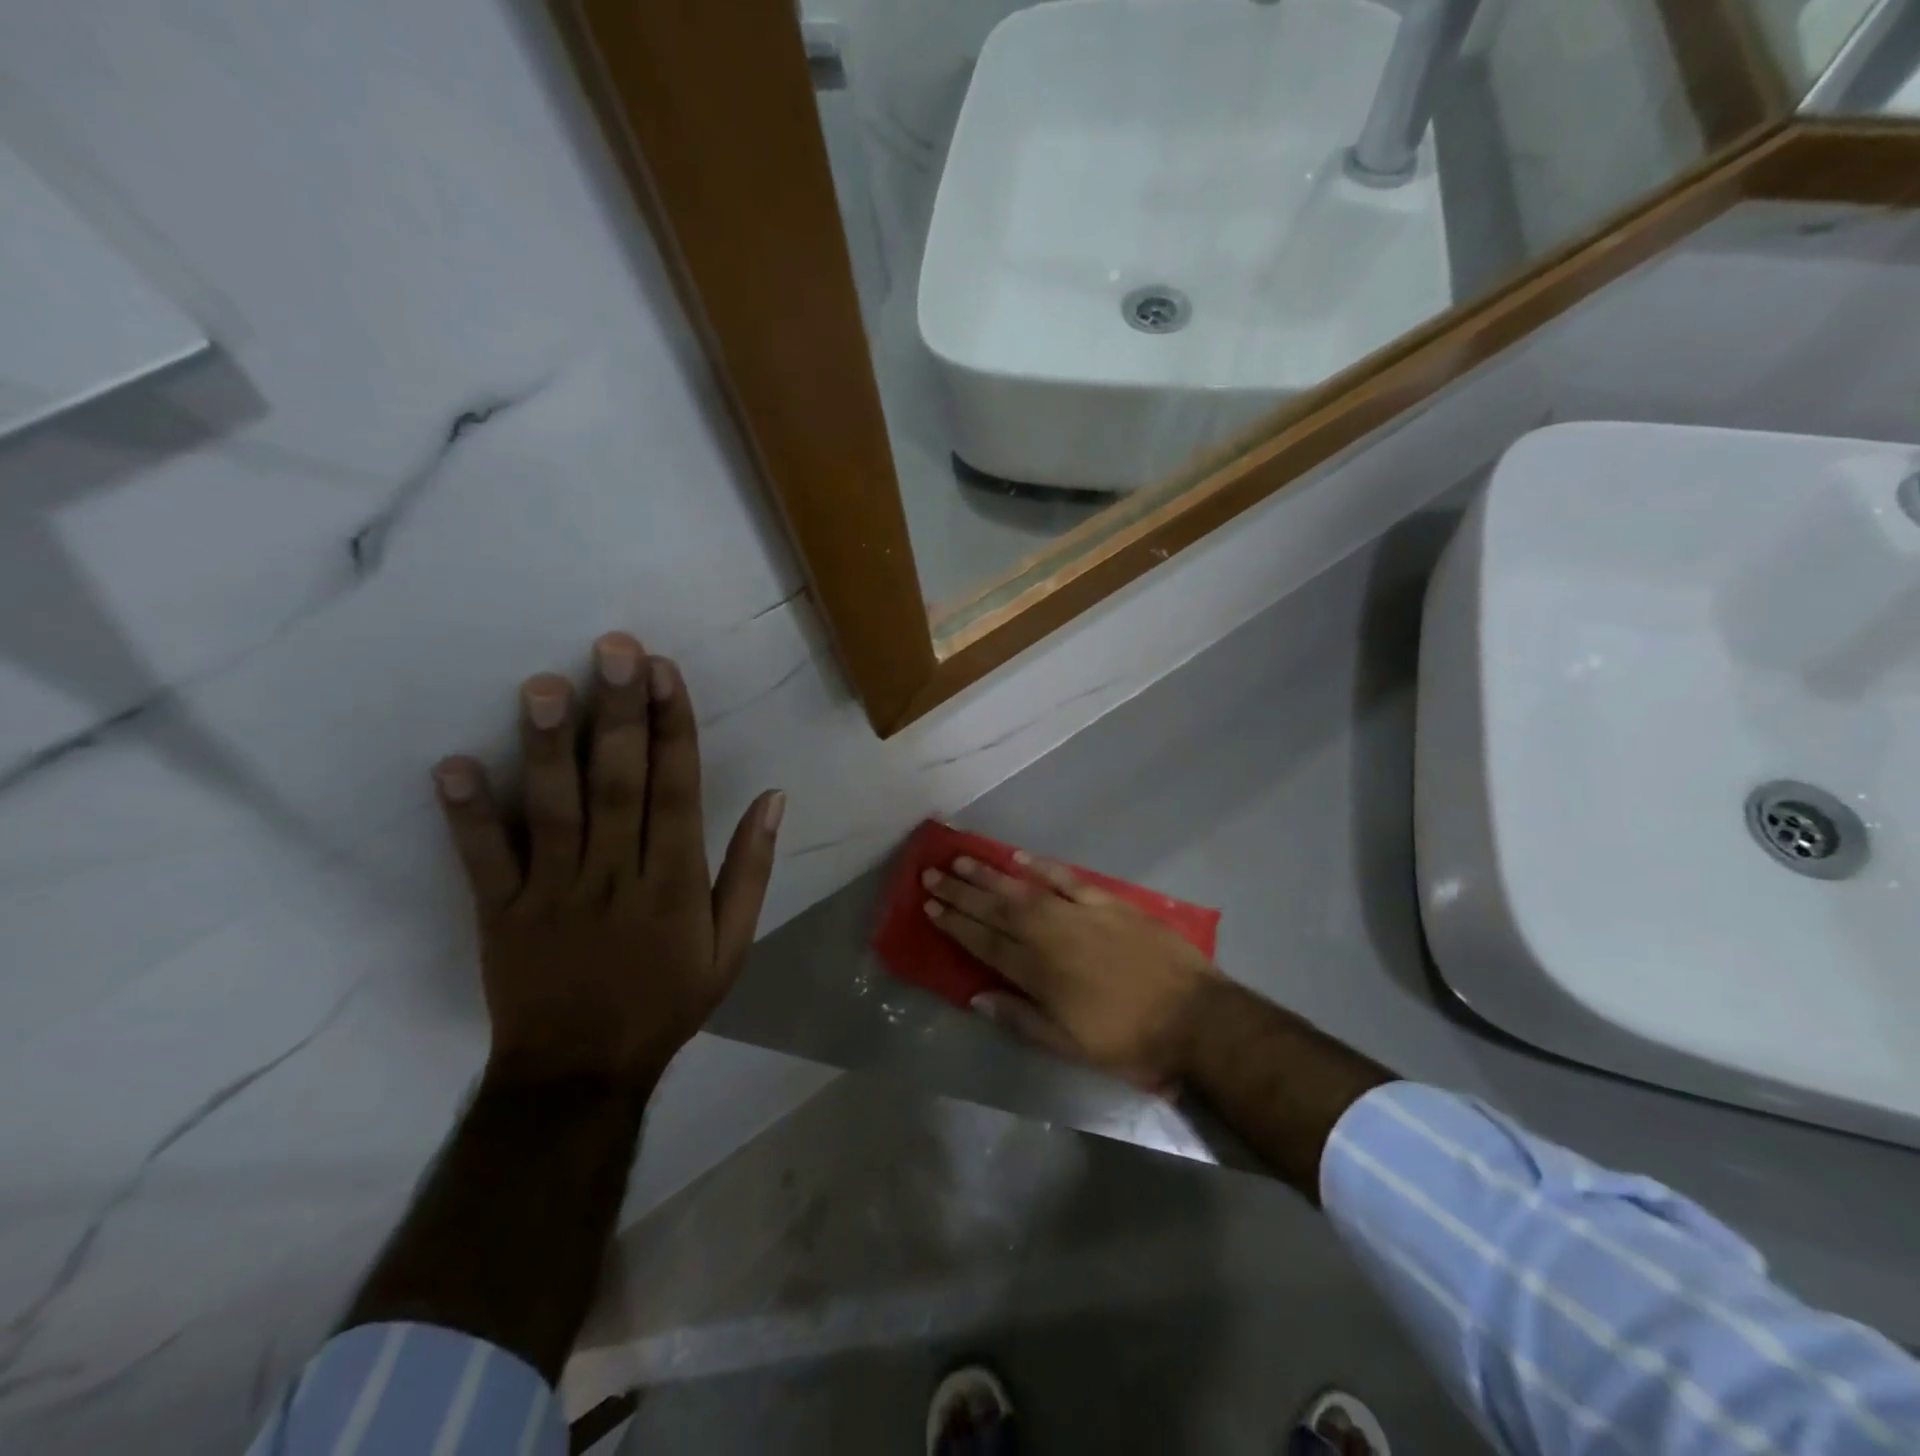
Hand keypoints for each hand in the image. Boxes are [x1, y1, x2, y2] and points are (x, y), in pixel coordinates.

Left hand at [433, 632, 784, 1086]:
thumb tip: (773, 798)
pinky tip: (453, 766)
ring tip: (544, 686)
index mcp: (675, 883)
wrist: (580, 1073)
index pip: (678, 791)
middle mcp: (616, 877)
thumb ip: (751, 870)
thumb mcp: (733, 947)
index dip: (672, 728)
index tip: (664, 673)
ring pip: (553, 811)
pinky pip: (483, 861)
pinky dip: (467, 816)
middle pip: (619, 785)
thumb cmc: (667, 1002)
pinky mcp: (500, 914)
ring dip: (548, 748)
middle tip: (614, 649)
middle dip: (619, 714)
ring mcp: (552, 894)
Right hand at [921, 854, 1219, 1090]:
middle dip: (961, 892)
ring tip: (961, 859)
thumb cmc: (1128, 1040)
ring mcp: (1079, 914)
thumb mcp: (1069, 1046)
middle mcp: (1050, 935)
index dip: (955, 923)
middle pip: (996, 908)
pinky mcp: (1108, 902)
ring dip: (989, 874)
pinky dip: (1042, 866)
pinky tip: (1019, 857)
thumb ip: (1020, 1019)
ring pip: (1024, 888)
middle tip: (932, 874)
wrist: (1194, 1017)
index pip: (984, 942)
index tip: (930, 906)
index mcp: (1038, 972)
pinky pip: (1067, 878)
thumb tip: (976, 997)